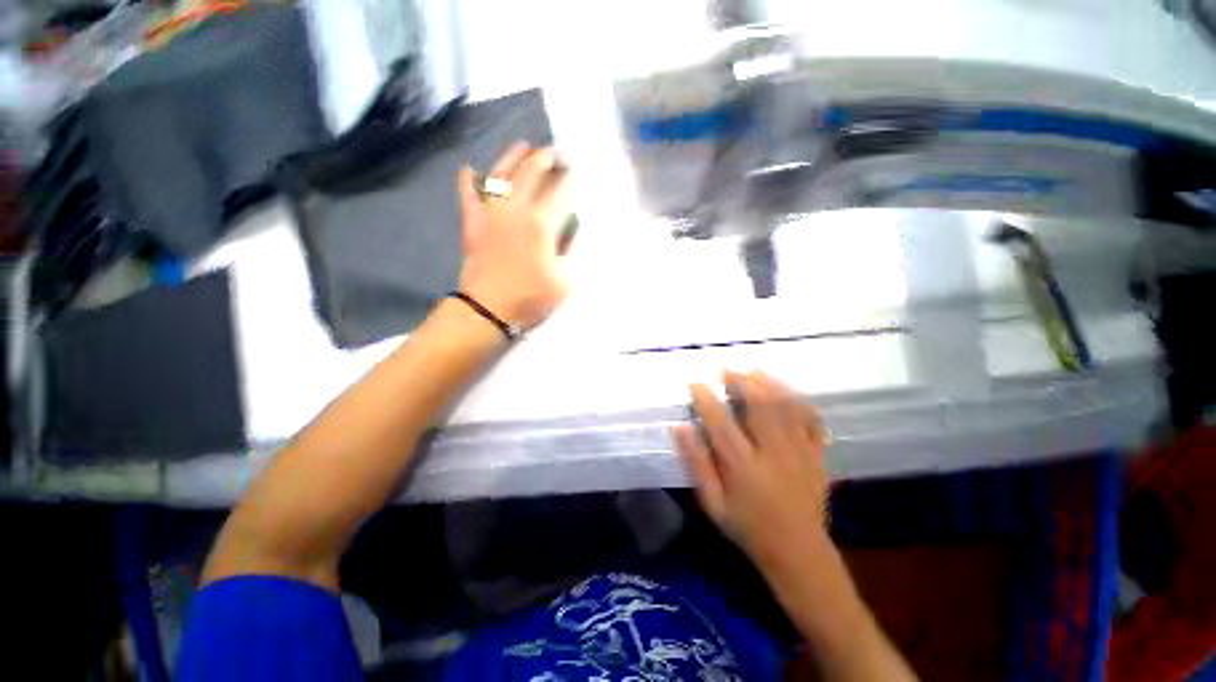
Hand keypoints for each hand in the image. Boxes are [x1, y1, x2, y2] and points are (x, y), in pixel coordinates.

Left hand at [456, 143, 572, 330]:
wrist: (488, 311)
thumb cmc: (531, 299)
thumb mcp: (563, 280)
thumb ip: (566, 250)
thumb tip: (564, 229)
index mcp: (541, 223)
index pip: (560, 191)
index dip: (570, 179)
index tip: (577, 171)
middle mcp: (515, 209)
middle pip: (532, 173)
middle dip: (547, 158)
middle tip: (557, 153)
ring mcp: (490, 214)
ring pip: (501, 175)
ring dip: (514, 157)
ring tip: (525, 147)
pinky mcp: (473, 223)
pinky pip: (467, 195)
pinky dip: (468, 180)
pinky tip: (470, 169)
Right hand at [674, 370, 830, 570]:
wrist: (799, 553)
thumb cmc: (748, 527)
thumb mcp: (713, 503)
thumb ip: (697, 464)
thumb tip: (680, 428)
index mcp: (743, 467)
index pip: (720, 423)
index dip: (706, 400)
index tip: (695, 383)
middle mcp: (772, 454)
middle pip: (758, 408)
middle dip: (741, 383)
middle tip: (727, 370)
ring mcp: (799, 453)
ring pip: (785, 408)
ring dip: (768, 385)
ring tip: (754, 371)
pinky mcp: (817, 456)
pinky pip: (811, 421)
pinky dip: (799, 402)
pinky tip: (787, 391)